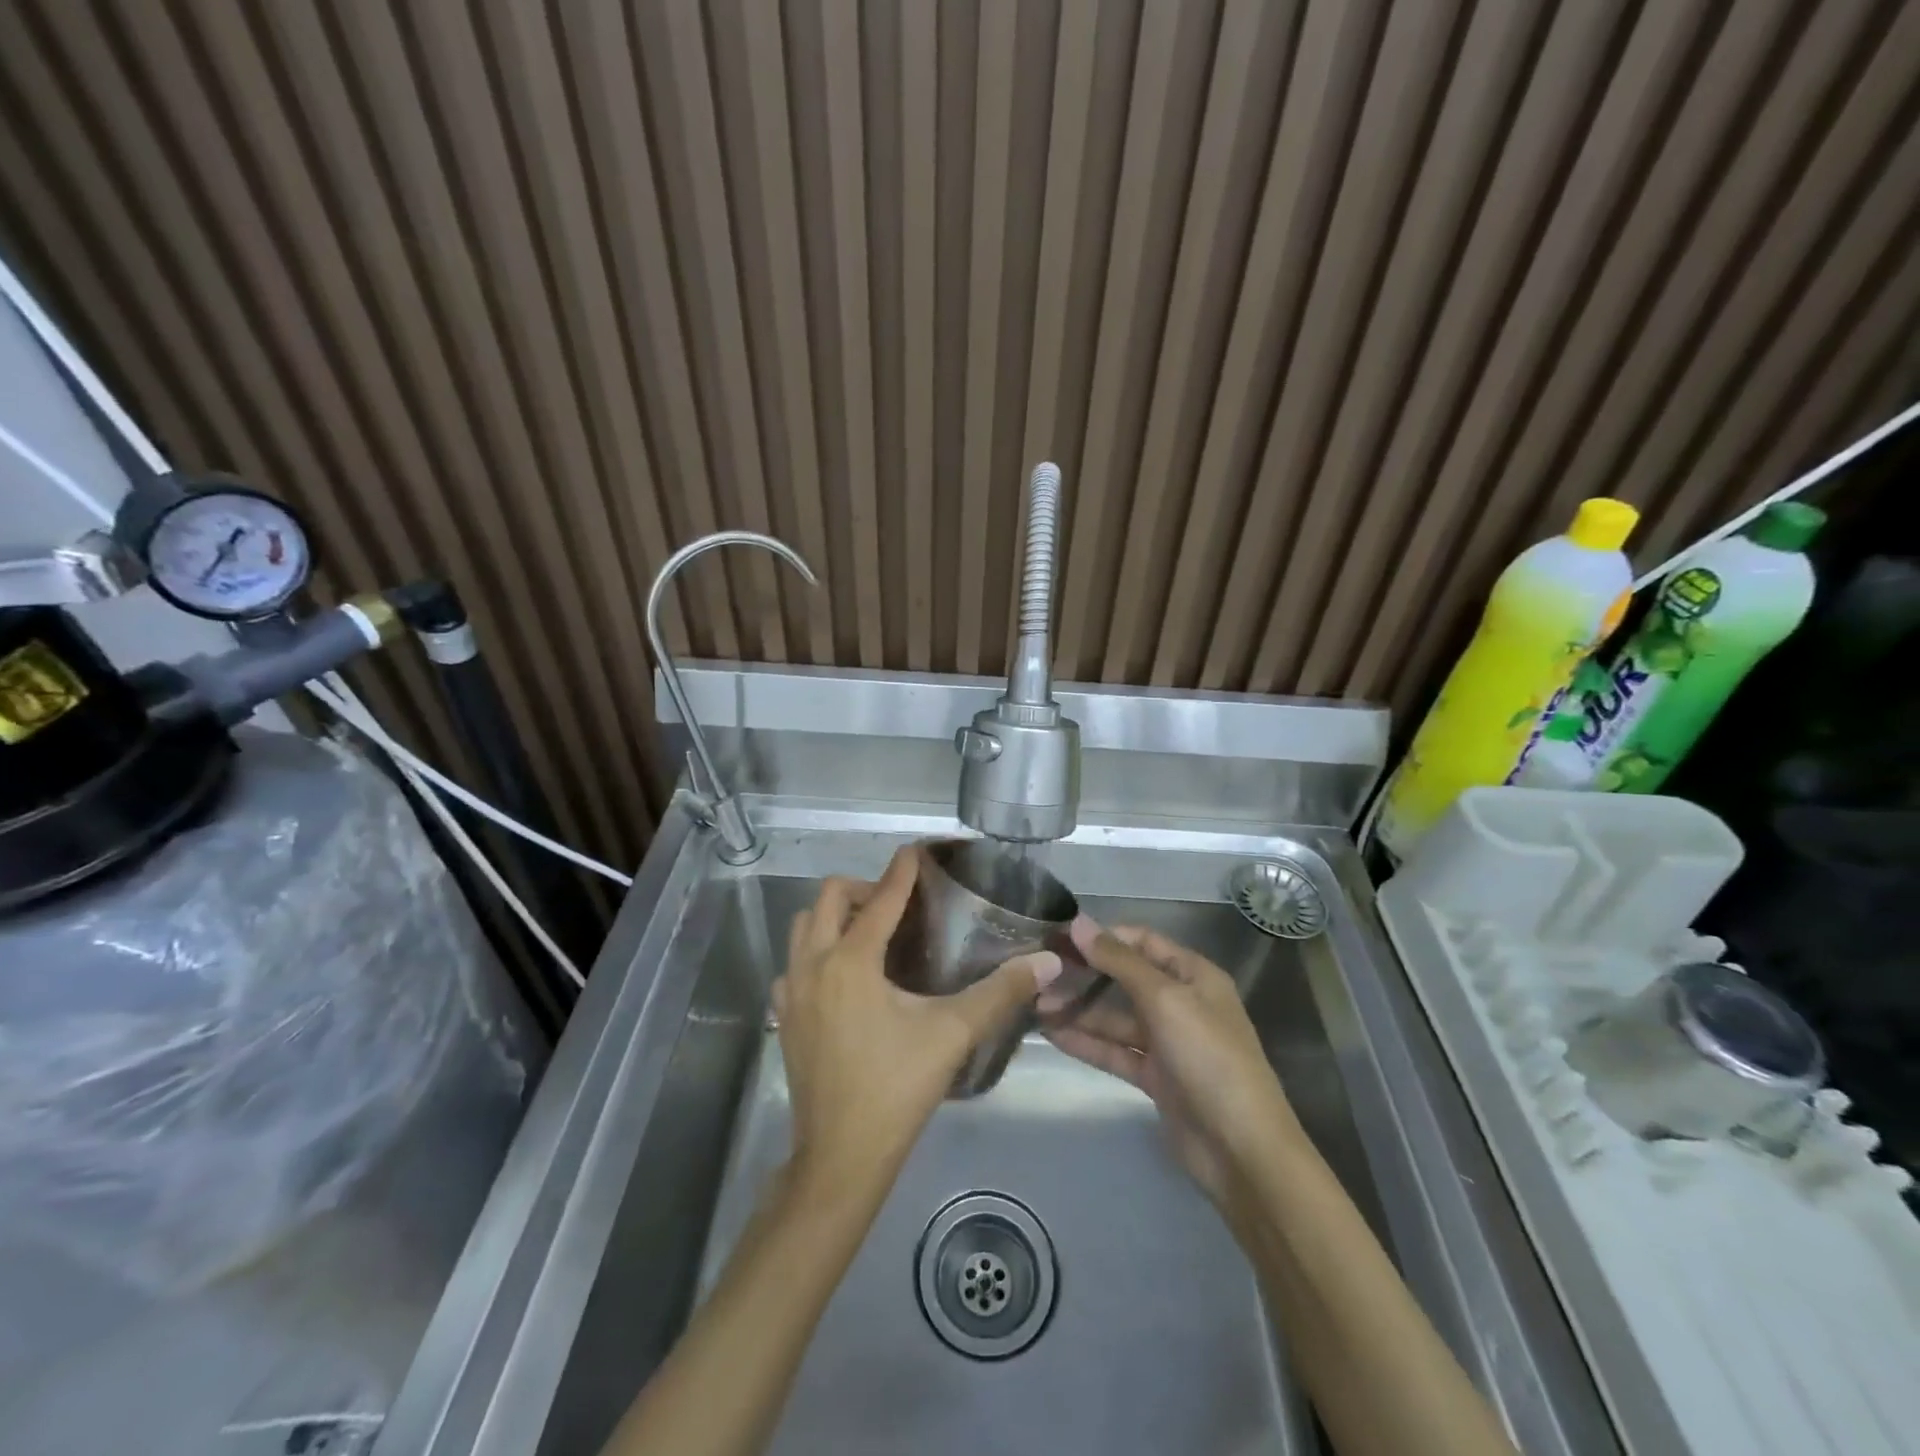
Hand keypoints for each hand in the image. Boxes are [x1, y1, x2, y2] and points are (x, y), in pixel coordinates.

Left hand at [774, 846, 1059, 1196]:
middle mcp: (813, 964)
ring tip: (869, 933)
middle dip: (862, 888)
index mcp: (851, 961)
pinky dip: (815, 953)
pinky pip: (793, 964)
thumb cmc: (896, 1089)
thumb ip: (1000, 993)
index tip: (917, 851)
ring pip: (803, 927)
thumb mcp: (952, 1035)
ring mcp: (791, 991)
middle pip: (827, 898)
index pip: (880, 898)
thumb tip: (1047, 961)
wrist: (840, 1158)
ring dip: (833, 917)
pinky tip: (843, 978)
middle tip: (897, 904)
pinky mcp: (783, 1017)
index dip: (902, 871)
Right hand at [1042, 919, 1301, 1205]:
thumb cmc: (1208, 1056)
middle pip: (1125, 979)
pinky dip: (1087, 1042)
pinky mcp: (1155, 1078)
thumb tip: (1078, 923)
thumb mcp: (1164, 999)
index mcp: (1193, 975)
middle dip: (1084, 975)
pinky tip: (1051, 1034)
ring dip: (1079, 1011)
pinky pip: (1115, 1051)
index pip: (1142, 942)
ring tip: (1035, 1004)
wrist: (1241, 1149)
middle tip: (1039, 972)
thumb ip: (1119, 961)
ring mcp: (1168, 1042)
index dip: (1103, 936)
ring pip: (1116, 1018)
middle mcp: (1181, 1003)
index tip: (1059, 936)